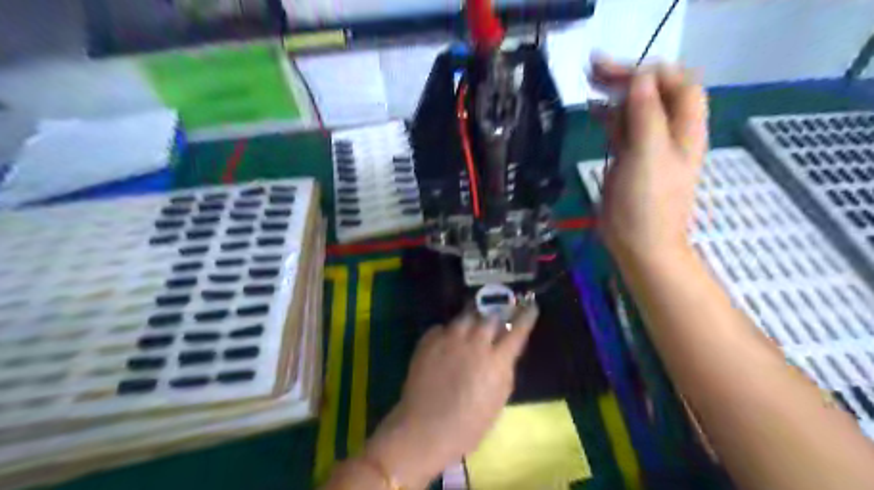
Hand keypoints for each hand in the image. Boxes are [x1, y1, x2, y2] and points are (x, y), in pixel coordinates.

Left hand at [363, 306, 539, 484]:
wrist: (425, 429)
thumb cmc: (468, 425)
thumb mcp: (498, 401)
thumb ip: (504, 370)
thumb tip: (504, 352)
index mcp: (496, 361)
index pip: (517, 330)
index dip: (526, 316)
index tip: (531, 306)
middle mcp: (475, 343)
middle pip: (490, 316)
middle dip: (495, 317)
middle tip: (494, 321)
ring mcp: (449, 339)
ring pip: (465, 316)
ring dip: (472, 320)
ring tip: (471, 325)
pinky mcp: (429, 340)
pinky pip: (443, 327)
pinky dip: (448, 332)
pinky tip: (447, 342)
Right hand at [593, 60, 707, 264]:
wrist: (640, 244)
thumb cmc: (648, 203)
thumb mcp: (649, 155)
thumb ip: (646, 114)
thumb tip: (640, 78)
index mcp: (684, 129)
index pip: (679, 83)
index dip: (654, 72)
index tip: (620, 72)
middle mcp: (668, 132)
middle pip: (655, 92)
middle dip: (629, 76)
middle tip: (594, 69)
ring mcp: (647, 145)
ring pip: (636, 108)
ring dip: (616, 92)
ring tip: (589, 81)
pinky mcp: (628, 158)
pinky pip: (621, 127)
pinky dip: (608, 115)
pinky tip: (592, 109)